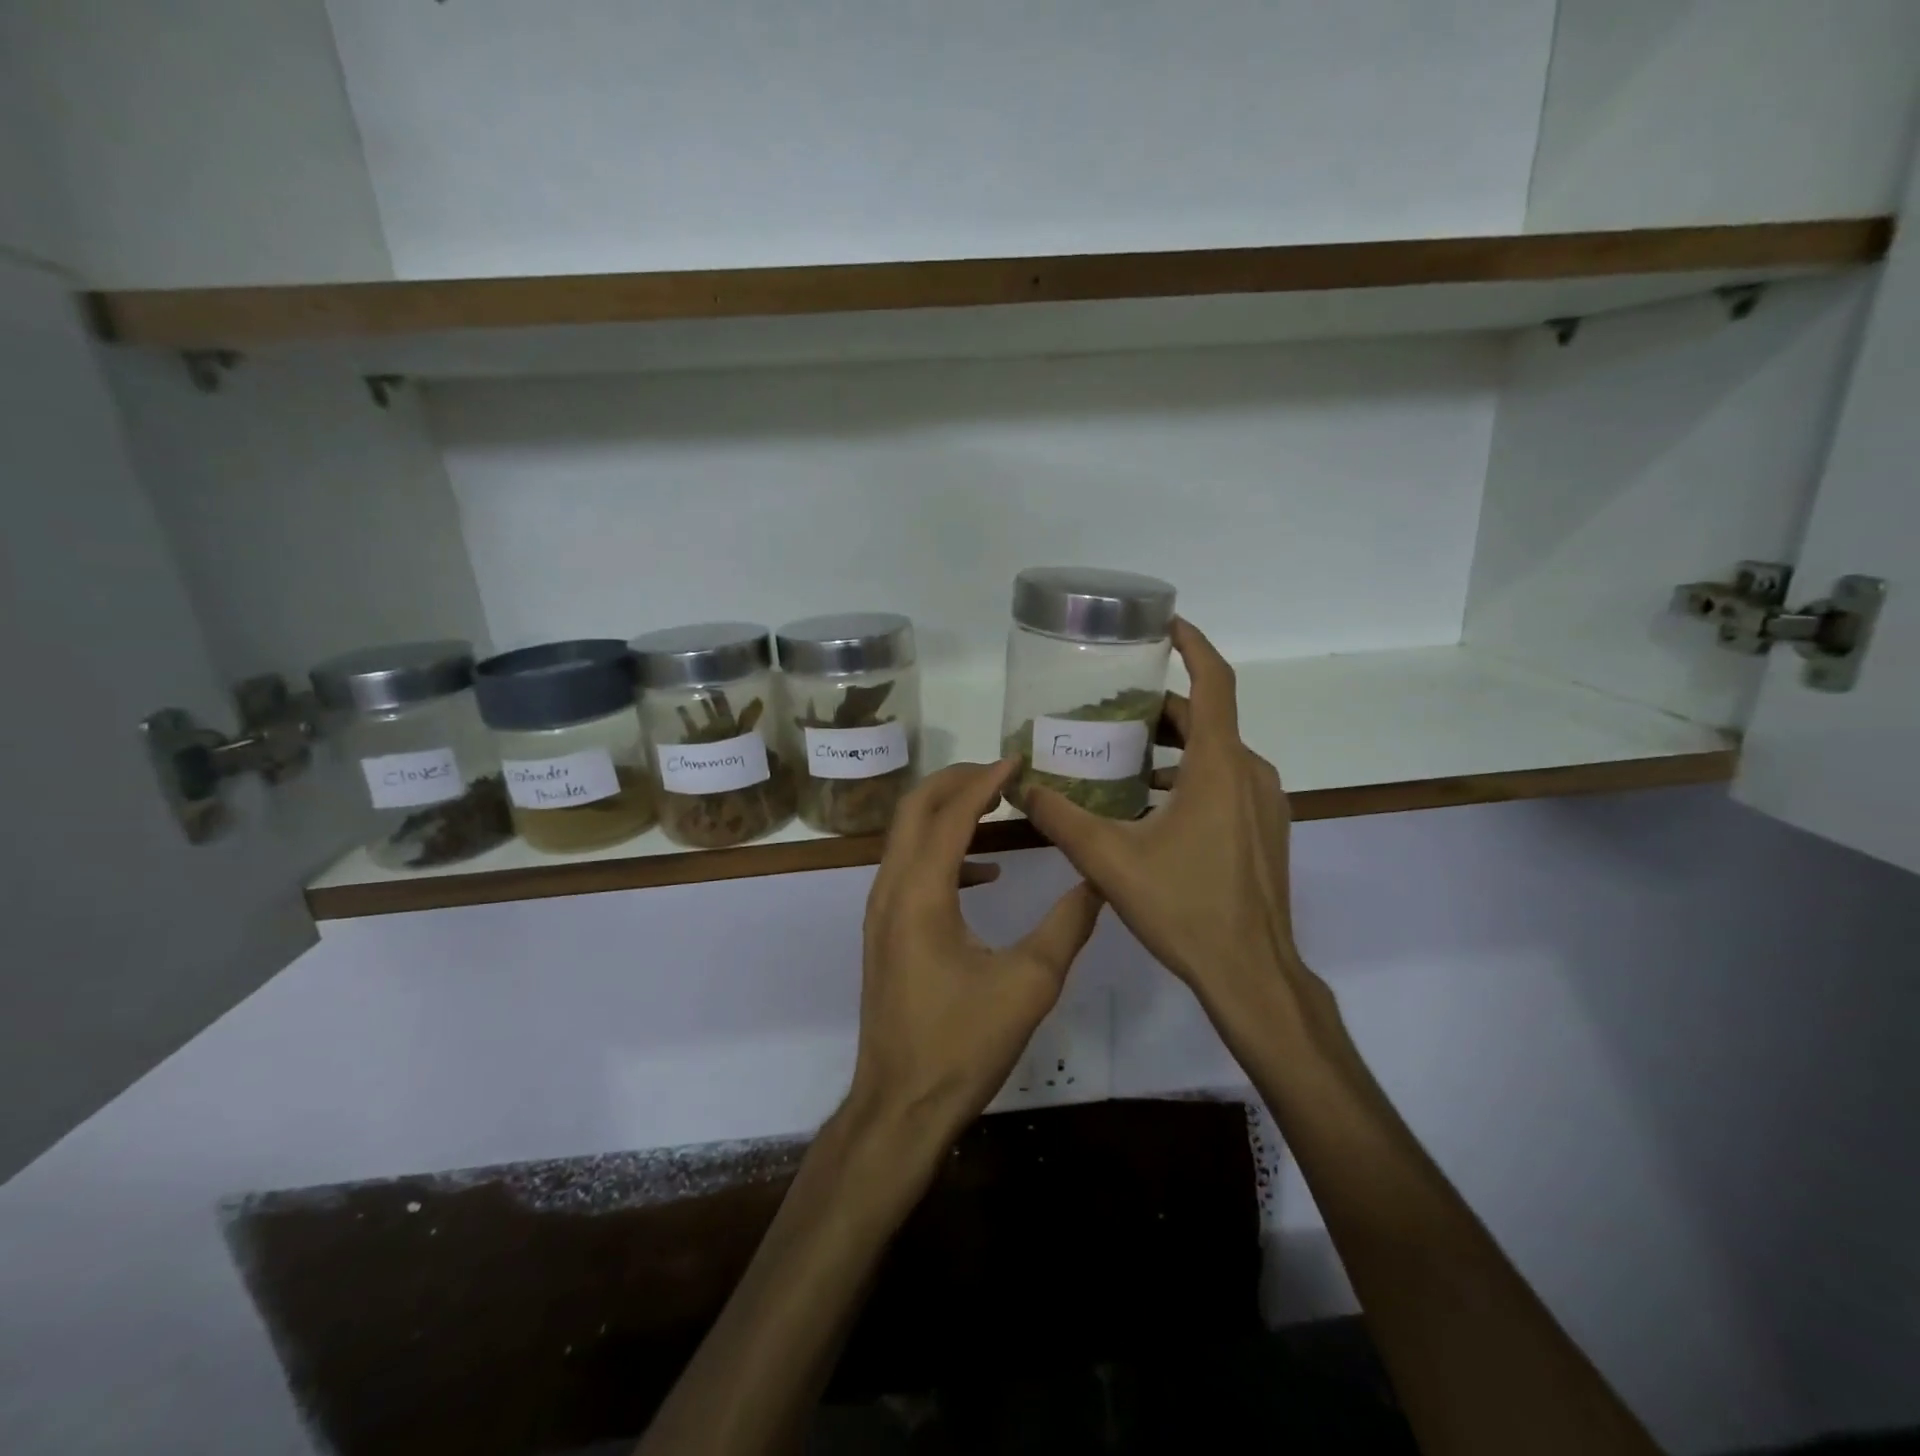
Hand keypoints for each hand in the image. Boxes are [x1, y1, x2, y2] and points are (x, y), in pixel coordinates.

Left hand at [847, 760, 1103, 1139]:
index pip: (950, 815)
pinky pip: (909, 869)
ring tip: (995, 807)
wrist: (901, 1105)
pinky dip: (943, 853)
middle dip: (955, 782)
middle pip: (914, 810)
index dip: (984, 782)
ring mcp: (880, 911)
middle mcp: (890, 890)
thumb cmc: (963, 1045)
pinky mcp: (884, 932)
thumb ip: (1068, 925)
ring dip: (946, 812)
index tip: (1018, 761)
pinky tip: (985, 873)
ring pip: (906, 837)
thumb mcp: (1030, 984)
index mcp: (920, 894)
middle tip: (1001, 773)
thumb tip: (1100, 881)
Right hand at [1023, 619, 1339, 1051]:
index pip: (1214, 682)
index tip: (1164, 624)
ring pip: (1215, 753)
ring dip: (1171, 746)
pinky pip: (1226, 782)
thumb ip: (1061, 819)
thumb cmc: (1185, 908)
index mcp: (1220, 766)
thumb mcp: (1110, 860)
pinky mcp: (1265, 830)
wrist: (1251, 974)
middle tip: (1108, 711)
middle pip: (1206, 719)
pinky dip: (1189, 775)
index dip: (1192, 645)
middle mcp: (1250, 773)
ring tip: (1120, 757)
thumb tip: (1020, 787)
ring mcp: (1264, 803)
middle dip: (1158, 708)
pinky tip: (1149, 805)